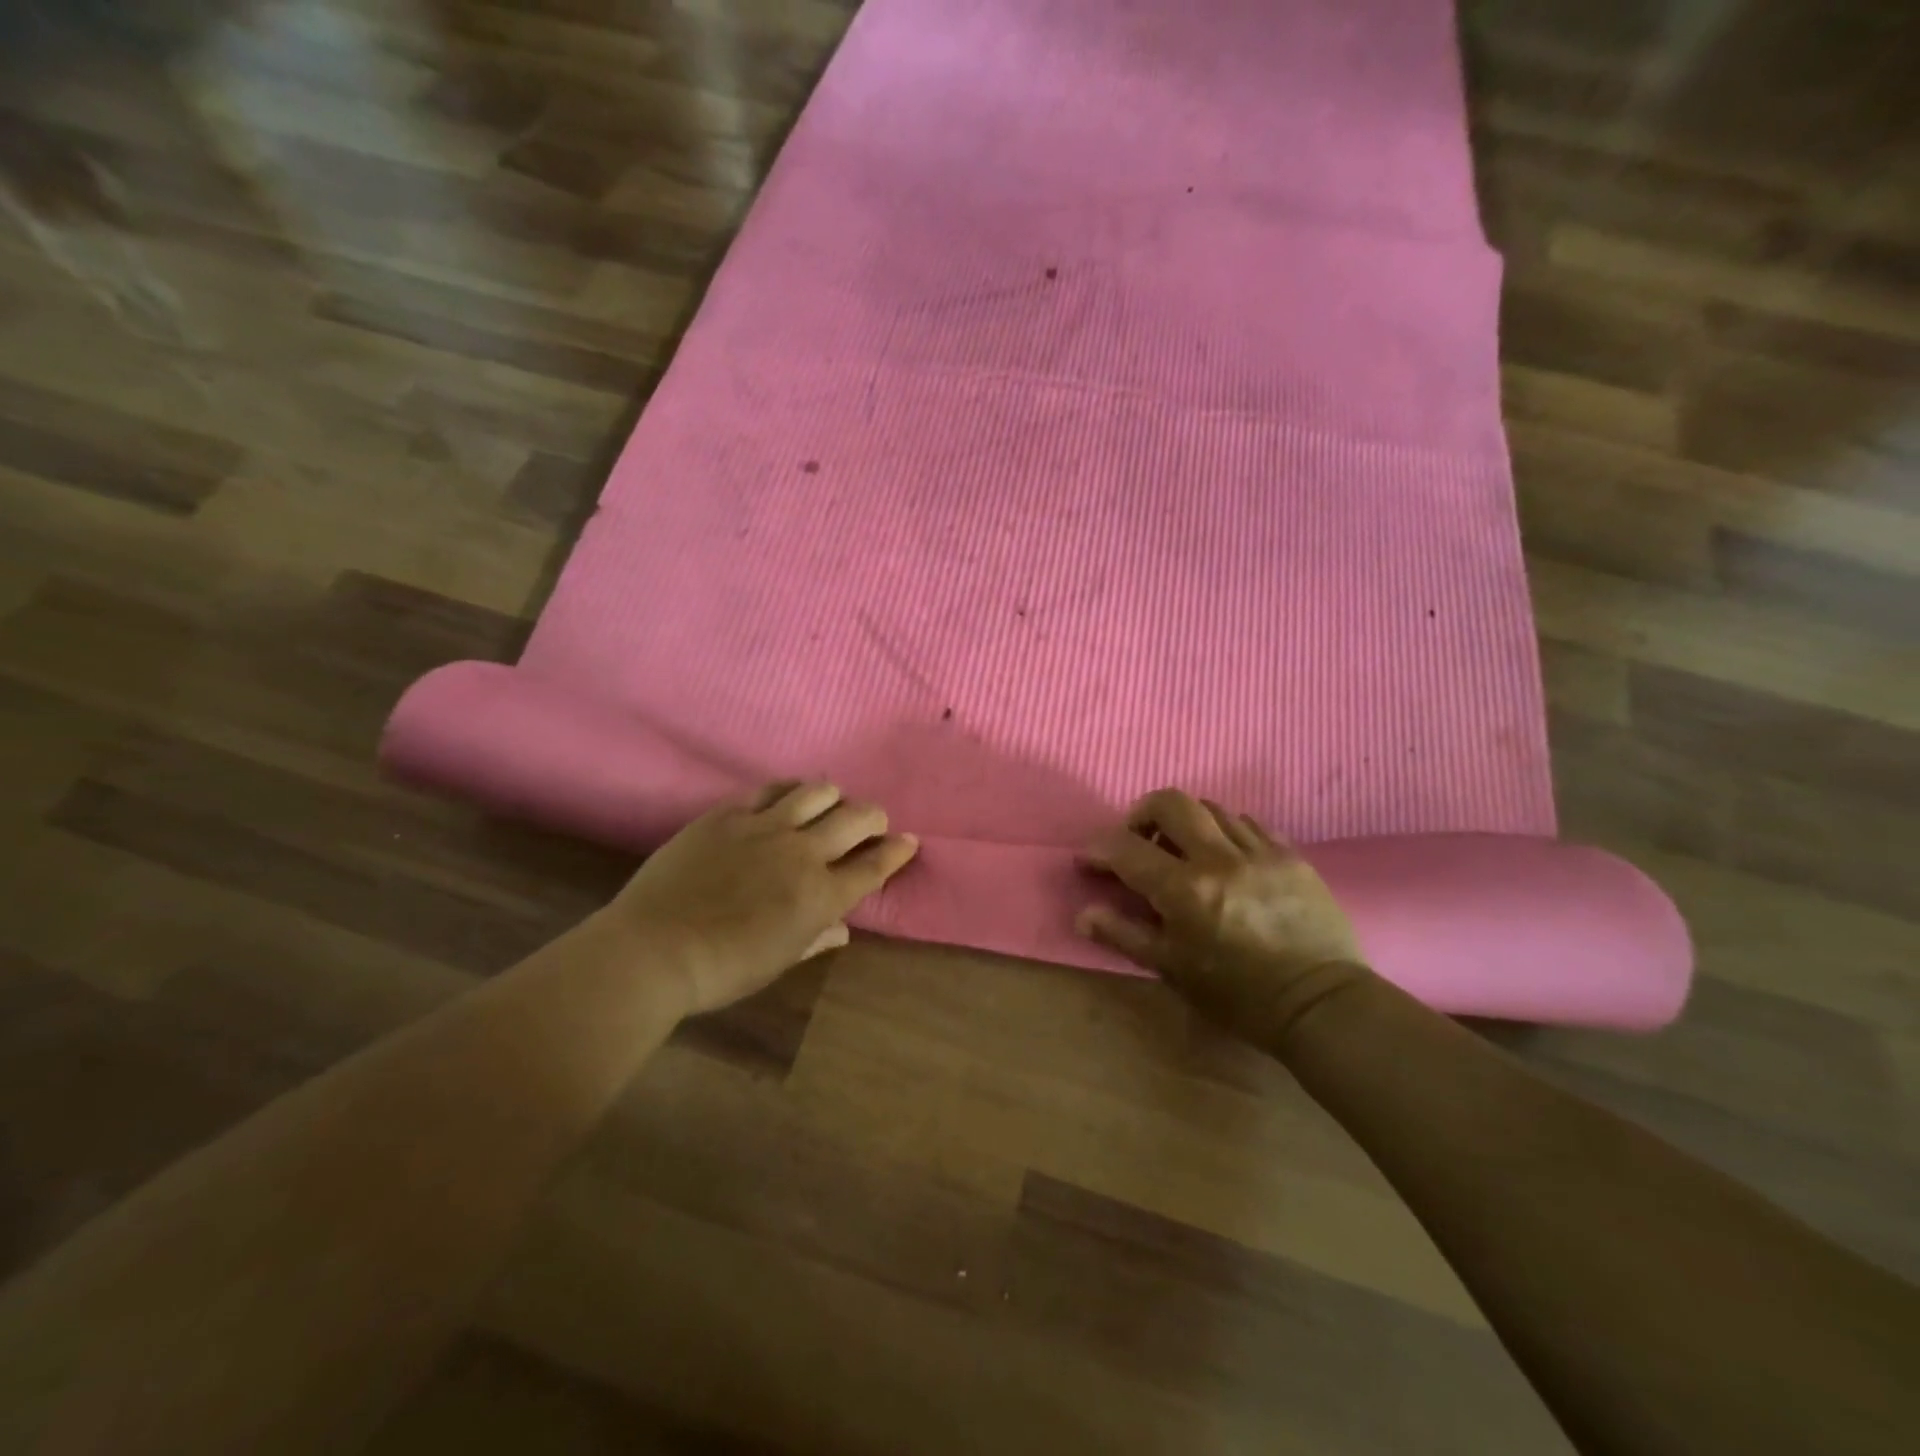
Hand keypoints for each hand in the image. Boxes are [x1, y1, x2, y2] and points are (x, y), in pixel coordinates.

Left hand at [611, 782, 917, 1015]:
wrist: (655, 950)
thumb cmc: (722, 970)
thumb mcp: (778, 962)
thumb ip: (816, 939)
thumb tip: (842, 930)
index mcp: (821, 896)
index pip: (874, 866)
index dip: (897, 851)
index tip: (909, 841)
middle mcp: (803, 852)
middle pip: (856, 818)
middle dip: (874, 817)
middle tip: (872, 821)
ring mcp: (765, 827)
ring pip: (817, 791)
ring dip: (833, 796)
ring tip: (830, 803)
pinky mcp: (729, 814)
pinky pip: (769, 788)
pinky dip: (788, 789)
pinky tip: (788, 795)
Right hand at [1077, 789, 1372, 1044]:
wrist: (1321, 1004)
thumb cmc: (1238, 995)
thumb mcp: (1172, 969)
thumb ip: (1124, 934)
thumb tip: (1083, 913)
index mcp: (1185, 889)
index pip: (1126, 848)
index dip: (1098, 849)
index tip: (1089, 860)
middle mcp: (1220, 858)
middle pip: (1171, 802)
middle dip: (1142, 813)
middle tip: (1139, 840)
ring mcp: (1259, 851)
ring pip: (1211, 808)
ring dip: (1186, 822)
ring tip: (1184, 851)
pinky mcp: (1290, 854)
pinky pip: (1248, 824)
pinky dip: (1225, 831)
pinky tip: (1226, 857)